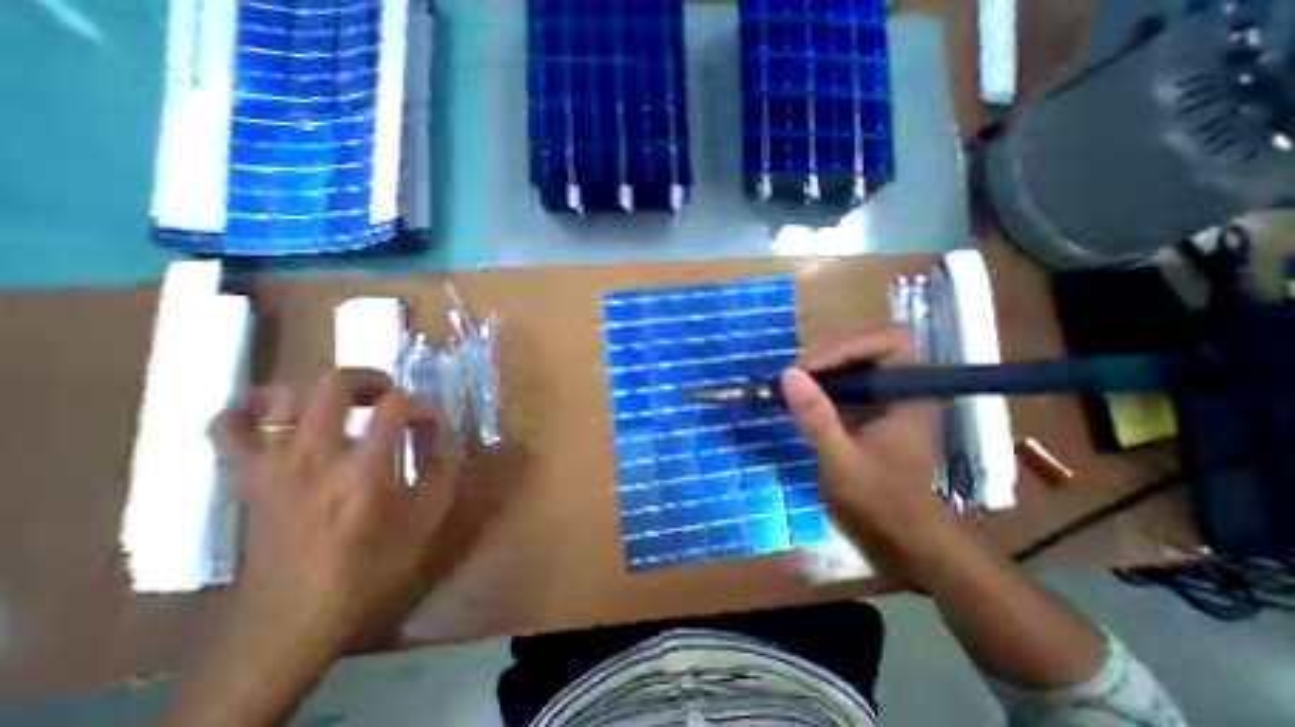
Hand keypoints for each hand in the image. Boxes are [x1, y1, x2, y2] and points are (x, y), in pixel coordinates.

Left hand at [209, 370, 454, 658]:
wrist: (294, 621)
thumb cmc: (373, 567)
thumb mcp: (429, 518)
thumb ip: (444, 467)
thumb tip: (443, 431)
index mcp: (364, 471)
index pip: (396, 406)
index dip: (420, 406)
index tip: (430, 424)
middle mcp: (314, 457)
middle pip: (334, 383)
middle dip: (371, 379)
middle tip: (389, 396)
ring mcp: (272, 465)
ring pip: (284, 394)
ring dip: (321, 390)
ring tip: (345, 403)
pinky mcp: (246, 477)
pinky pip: (228, 426)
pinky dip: (251, 409)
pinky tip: (279, 415)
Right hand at [778, 327, 948, 587]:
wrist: (900, 536)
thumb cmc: (881, 501)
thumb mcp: (842, 460)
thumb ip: (816, 417)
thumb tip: (787, 374)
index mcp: (912, 392)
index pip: (888, 340)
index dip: (847, 346)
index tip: (809, 369)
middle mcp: (902, 384)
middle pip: (866, 343)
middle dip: (826, 354)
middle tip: (793, 376)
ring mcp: (884, 394)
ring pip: (851, 358)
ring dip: (818, 366)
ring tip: (790, 384)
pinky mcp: (868, 406)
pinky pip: (841, 378)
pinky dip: (817, 381)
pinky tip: (797, 396)